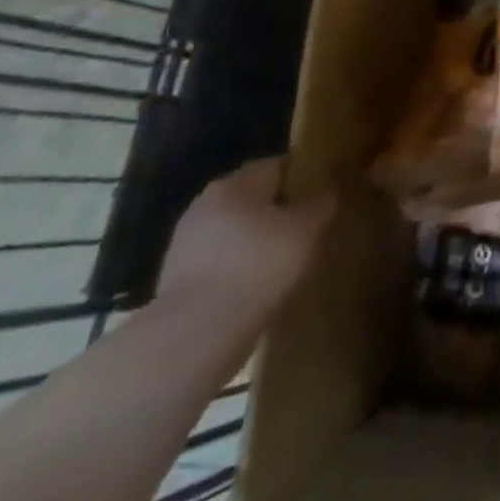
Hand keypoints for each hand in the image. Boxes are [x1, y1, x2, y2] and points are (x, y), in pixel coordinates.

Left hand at [156, 158, 335, 334]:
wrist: (196, 334)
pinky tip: (254, 289)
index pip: (277, 166)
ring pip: (233, 232)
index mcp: (235, 183)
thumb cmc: (259, 266)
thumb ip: (321, 203)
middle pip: (252, 199)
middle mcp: (204, 203)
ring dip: (254, 243)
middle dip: (276, 212)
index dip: (303, 180)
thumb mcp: (308, 229)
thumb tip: (325, 191)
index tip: (321, 201)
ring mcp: (184, 242)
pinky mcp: (174, 279)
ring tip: (281, 266)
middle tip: (304, 233)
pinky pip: (218, 262)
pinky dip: (236, 269)